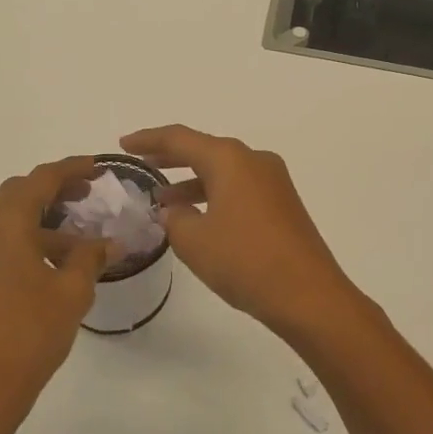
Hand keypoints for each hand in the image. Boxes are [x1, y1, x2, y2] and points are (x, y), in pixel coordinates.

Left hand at [0, 157, 109, 433]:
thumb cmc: (26, 338)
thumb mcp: (70, 294)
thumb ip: (90, 258)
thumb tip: (108, 242)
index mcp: (2, 224)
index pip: (40, 180)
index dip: (72, 169)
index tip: (98, 167)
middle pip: (15, 195)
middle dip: (52, 191)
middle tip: (86, 195)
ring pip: (1, 222)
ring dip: (36, 222)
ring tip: (73, 241)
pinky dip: (17, 243)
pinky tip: (42, 269)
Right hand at [120, 126, 363, 340]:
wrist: (309, 295)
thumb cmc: (245, 261)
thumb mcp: (194, 241)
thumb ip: (174, 218)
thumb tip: (173, 209)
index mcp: (230, 159)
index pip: (180, 138)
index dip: (149, 139)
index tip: (124, 144)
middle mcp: (254, 160)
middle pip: (205, 150)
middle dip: (171, 157)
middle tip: (142, 162)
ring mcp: (273, 181)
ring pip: (224, 171)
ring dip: (193, 181)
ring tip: (163, 199)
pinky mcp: (283, 203)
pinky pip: (240, 188)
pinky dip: (215, 195)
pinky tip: (198, 216)